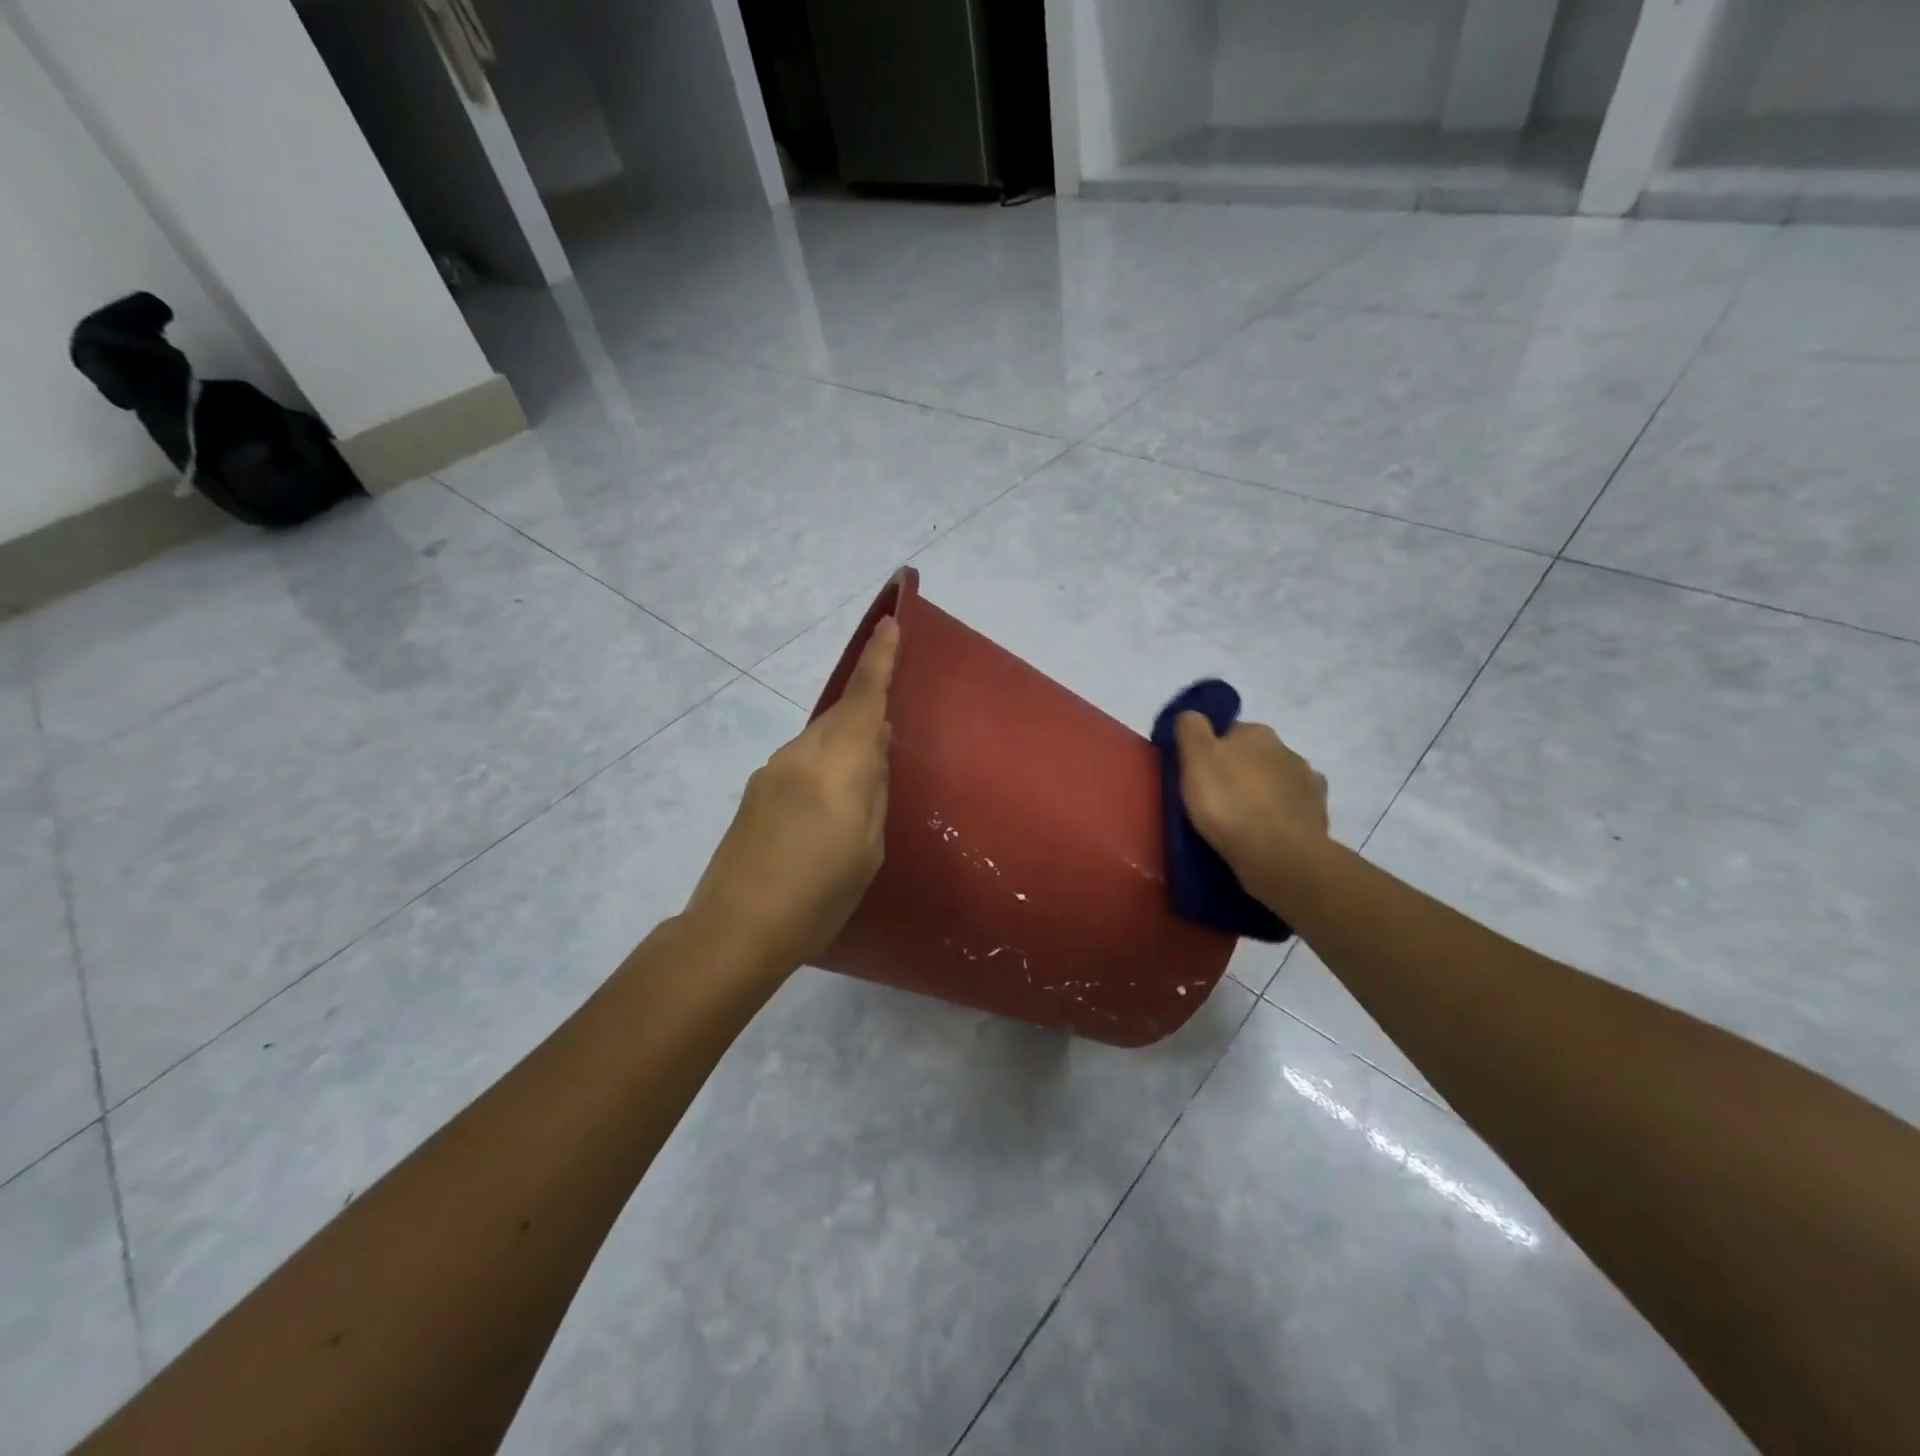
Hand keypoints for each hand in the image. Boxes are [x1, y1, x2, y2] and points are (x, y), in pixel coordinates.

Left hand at [684, 618, 899, 971]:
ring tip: (859, 790)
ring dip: (843, 747)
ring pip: (819, 740)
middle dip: (865, 711)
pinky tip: (825, 809)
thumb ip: (873, 788)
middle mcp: (801, 755)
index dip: (879, 659)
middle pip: (840, 716)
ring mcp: (771, 771)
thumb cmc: (818, 894)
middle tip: (889, 739)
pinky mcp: (755, 792)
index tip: (889, 622)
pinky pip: (801, 762)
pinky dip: (822, 768)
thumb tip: (876, 745)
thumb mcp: (868, 847)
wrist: (735, 928)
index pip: (864, 698)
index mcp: (838, 765)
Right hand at [1174, 713, 1328, 895]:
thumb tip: (1192, 715)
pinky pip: (1292, 806)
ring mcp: (1307, 781)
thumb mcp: (1195, 759)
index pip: (1227, 731)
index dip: (1209, 751)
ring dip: (1261, 792)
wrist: (1279, 855)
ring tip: (1241, 820)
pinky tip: (1268, 830)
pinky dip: (1281, 814)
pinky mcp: (1318, 812)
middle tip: (1215, 800)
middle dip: (1238, 771)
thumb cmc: (1229, 803)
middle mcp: (1286, 748)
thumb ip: (1190, 729)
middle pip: (1253, 755)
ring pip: (1275, 780)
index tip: (1197, 776)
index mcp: (1254, 732)